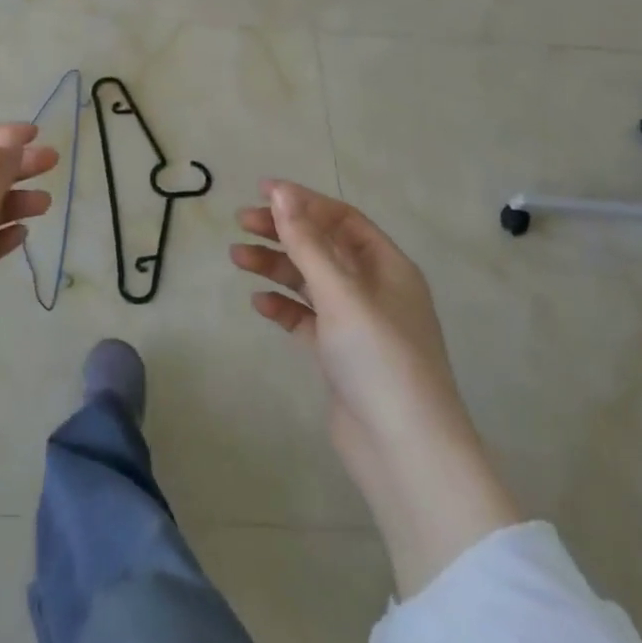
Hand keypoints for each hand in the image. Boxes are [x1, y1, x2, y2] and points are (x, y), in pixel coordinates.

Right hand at [233, 180, 521, 595]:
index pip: (342, 219)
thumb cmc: (379, 359)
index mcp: (388, 268)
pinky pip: (306, 318)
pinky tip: (259, 303)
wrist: (404, 451)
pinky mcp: (340, 355)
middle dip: (284, 232)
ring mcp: (357, 324)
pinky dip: (283, 306)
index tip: (261, 192)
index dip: (303, 202)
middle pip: (323, 247)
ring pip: (310, 281)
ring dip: (276, 266)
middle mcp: (374, 290)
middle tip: (241, 223)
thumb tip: (280, 192)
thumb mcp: (340, 293)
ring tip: (237, 258)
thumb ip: (306, 242)